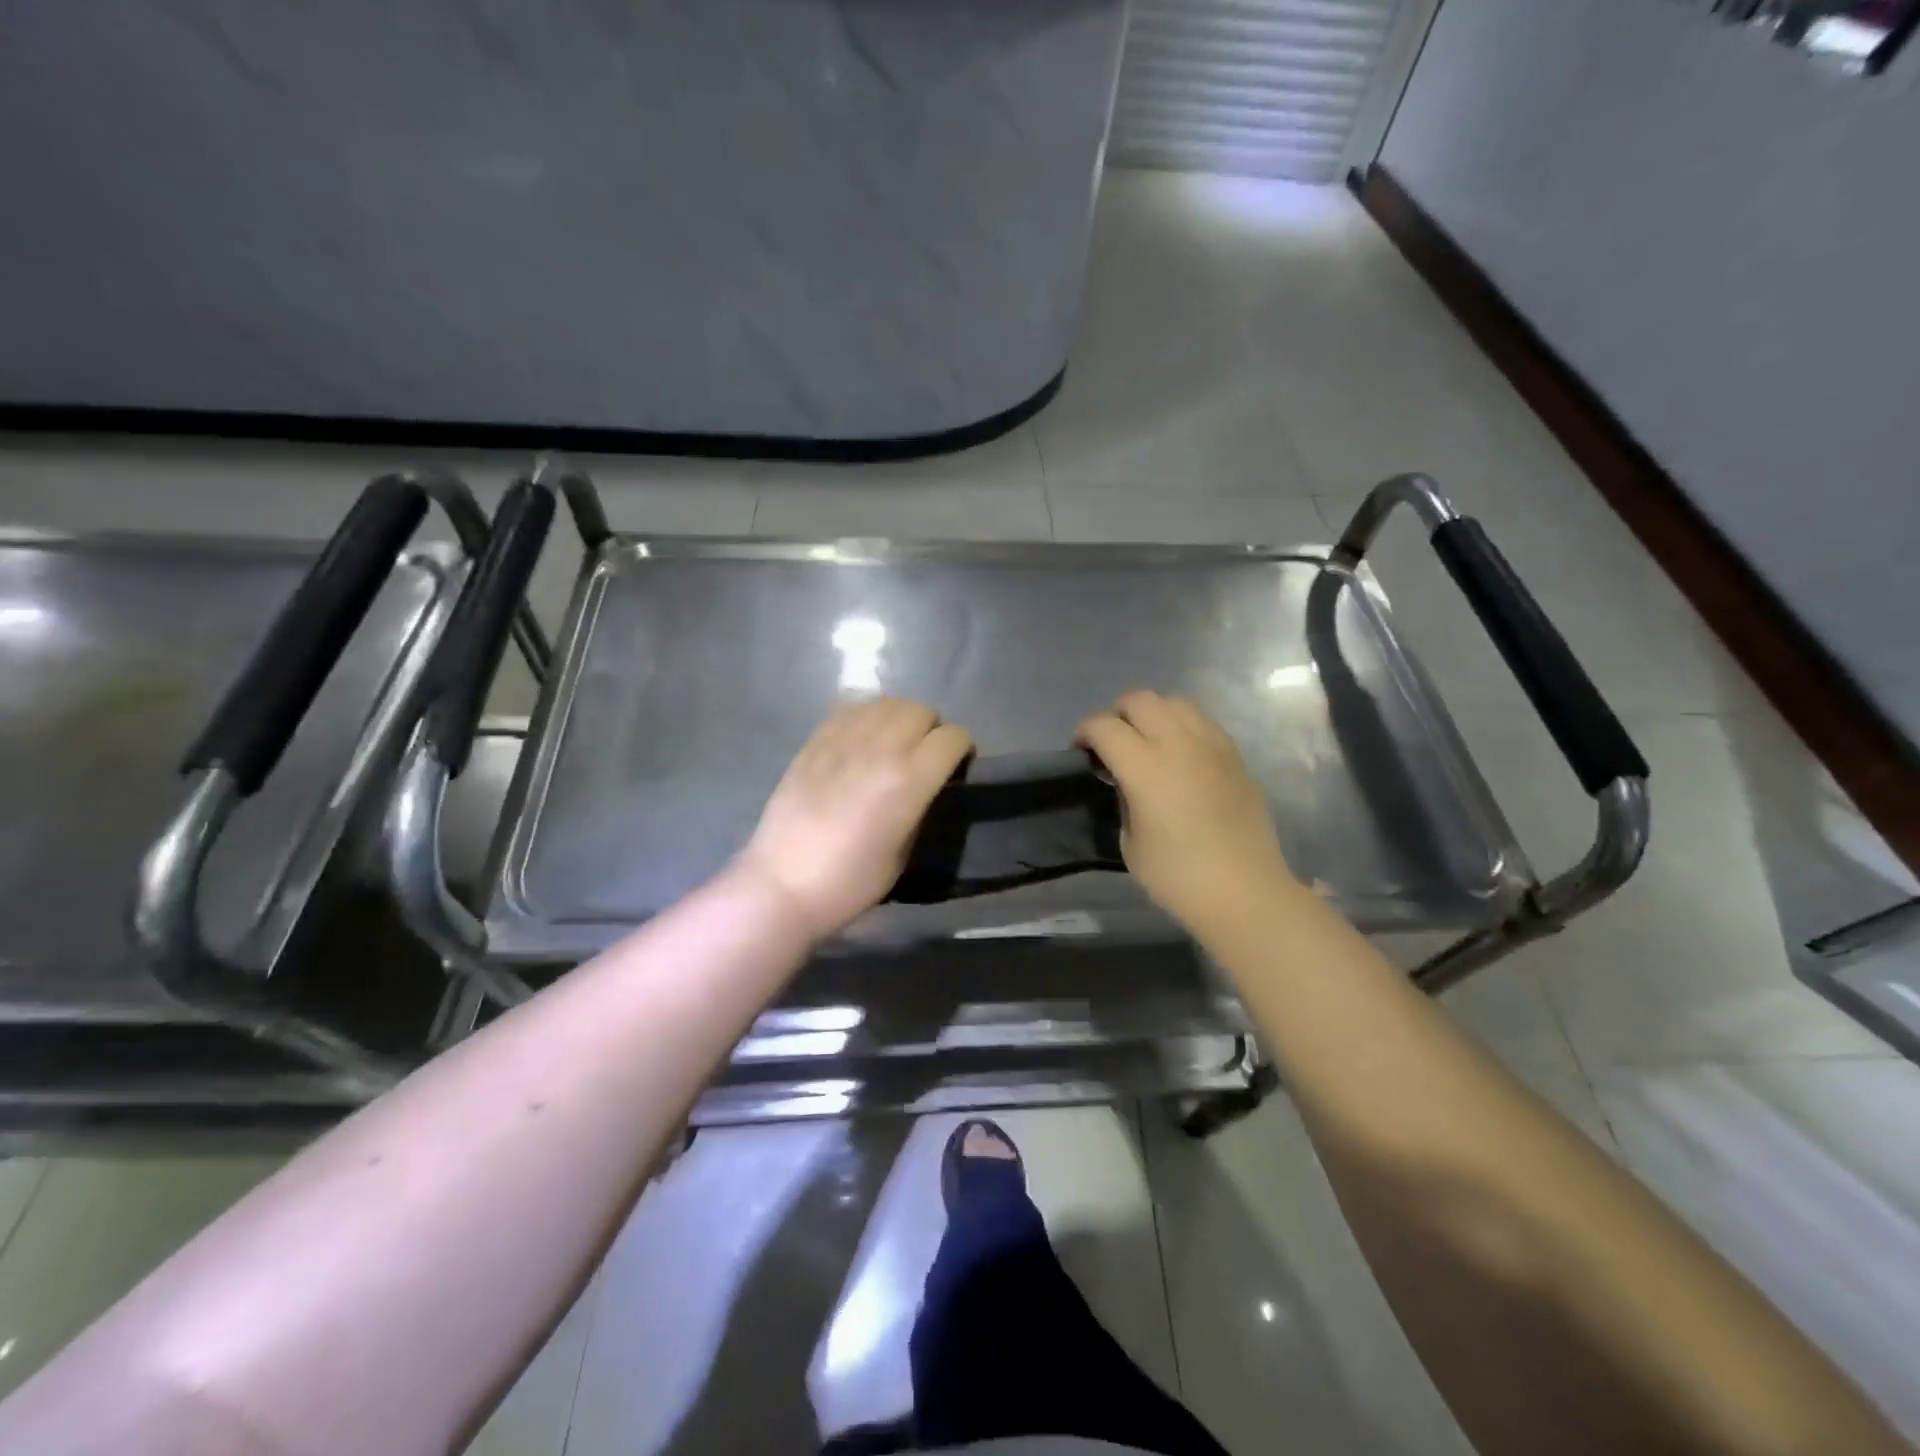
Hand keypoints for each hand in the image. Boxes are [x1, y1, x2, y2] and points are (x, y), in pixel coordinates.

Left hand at [733, 698, 972, 941]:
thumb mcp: (903, 852)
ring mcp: (843, 739)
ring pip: (887, 703)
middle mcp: (880, 749)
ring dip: (900, 719)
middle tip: (924, 756)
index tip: (956, 768)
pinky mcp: (815, 739)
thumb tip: (926, 785)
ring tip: (893, 743)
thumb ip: (920, 807)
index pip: (952, 738)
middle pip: (921, 711)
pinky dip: (866, 717)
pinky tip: (861, 740)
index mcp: (908, 780)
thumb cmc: (850, 882)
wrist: (783, 883)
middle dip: (932, 730)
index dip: (961, 750)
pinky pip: (851, 707)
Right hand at [1077, 690, 1300, 935]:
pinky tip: (1179, 754)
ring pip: (1174, 701)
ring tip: (1147, 742)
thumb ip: (1123, 799)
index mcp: (1145, 767)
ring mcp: (1211, 745)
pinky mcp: (1234, 755)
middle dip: (1116, 714)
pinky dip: (1182, 726)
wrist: (1245, 892)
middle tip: (1111, 744)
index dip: (1085, 733)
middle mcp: (1178, 744)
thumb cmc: (1178, 877)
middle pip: (1139, 699)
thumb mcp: (1130, 843)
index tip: (1081, 752)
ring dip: (1152, 714)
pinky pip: (1202, 721)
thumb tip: (1126, 781)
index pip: (1104, 726)